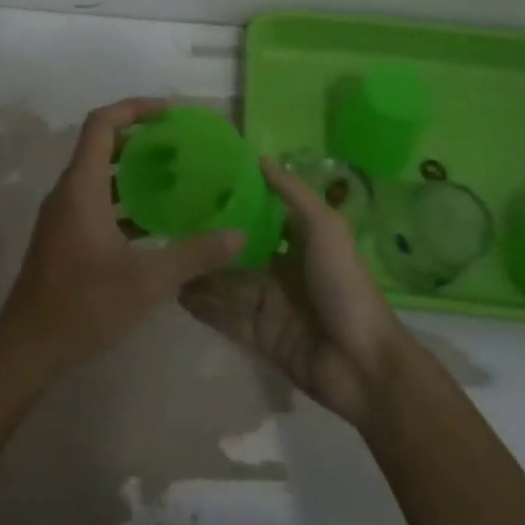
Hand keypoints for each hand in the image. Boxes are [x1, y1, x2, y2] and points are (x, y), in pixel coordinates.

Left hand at [0, 98, 243, 386]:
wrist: (29, 348)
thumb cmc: (84, 306)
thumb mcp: (147, 281)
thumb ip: (195, 254)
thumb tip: (238, 235)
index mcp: (81, 188)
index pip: (102, 124)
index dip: (134, 108)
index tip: (170, 113)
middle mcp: (68, 193)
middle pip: (101, 146)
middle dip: (140, 139)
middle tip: (180, 146)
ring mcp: (63, 216)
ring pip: (100, 177)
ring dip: (133, 172)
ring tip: (175, 178)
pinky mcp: (65, 238)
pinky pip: (96, 202)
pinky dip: (125, 201)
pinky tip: (156, 221)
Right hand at [181, 159, 412, 429]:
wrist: (362, 365)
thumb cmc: (344, 286)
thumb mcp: (325, 229)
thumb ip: (293, 194)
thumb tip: (260, 159)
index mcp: (301, 244)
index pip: (262, 217)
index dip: (235, 202)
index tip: (199, 184)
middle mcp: (282, 271)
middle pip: (238, 252)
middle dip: (209, 240)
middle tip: (168, 222)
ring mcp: (269, 306)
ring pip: (226, 284)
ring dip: (199, 273)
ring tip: (163, 256)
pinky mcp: (259, 337)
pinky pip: (224, 317)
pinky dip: (202, 306)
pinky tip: (174, 292)